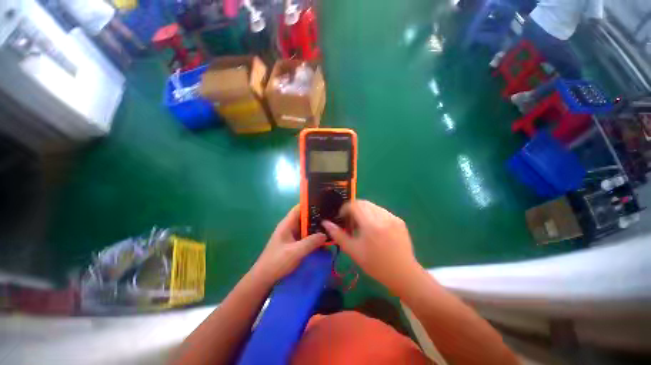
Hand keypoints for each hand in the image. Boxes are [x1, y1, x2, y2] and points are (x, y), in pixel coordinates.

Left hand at [251, 206, 326, 285]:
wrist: (264, 279)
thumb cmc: (277, 262)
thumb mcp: (295, 252)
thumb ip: (311, 242)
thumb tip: (325, 234)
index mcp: (287, 224)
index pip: (299, 208)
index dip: (310, 204)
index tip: (324, 204)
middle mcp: (290, 227)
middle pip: (305, 217)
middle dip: (317, 217)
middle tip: (332, 217)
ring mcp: (292, 236)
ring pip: (306, 227)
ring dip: (316, 228)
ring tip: (331, 227)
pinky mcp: (294, 244)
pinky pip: (306, 236)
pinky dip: (314, 237)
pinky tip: (324, 239)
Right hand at [322, 200, 419, 291]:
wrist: (403, 274)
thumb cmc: (375, 265)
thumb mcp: (353, 251)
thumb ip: (338, 235)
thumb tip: (325, 223)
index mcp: (370, 224)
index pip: (354, 205)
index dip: (345, 208)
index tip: (342, 217)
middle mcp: (382, 217)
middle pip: (363, 203)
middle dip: (354, 209)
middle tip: (351, 222)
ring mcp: (393, 217)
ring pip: (373, 206)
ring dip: (364, 211)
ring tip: (363, 226)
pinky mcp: (399, 220)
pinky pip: (382, 212)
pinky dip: (374, 215)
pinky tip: (375, 229)